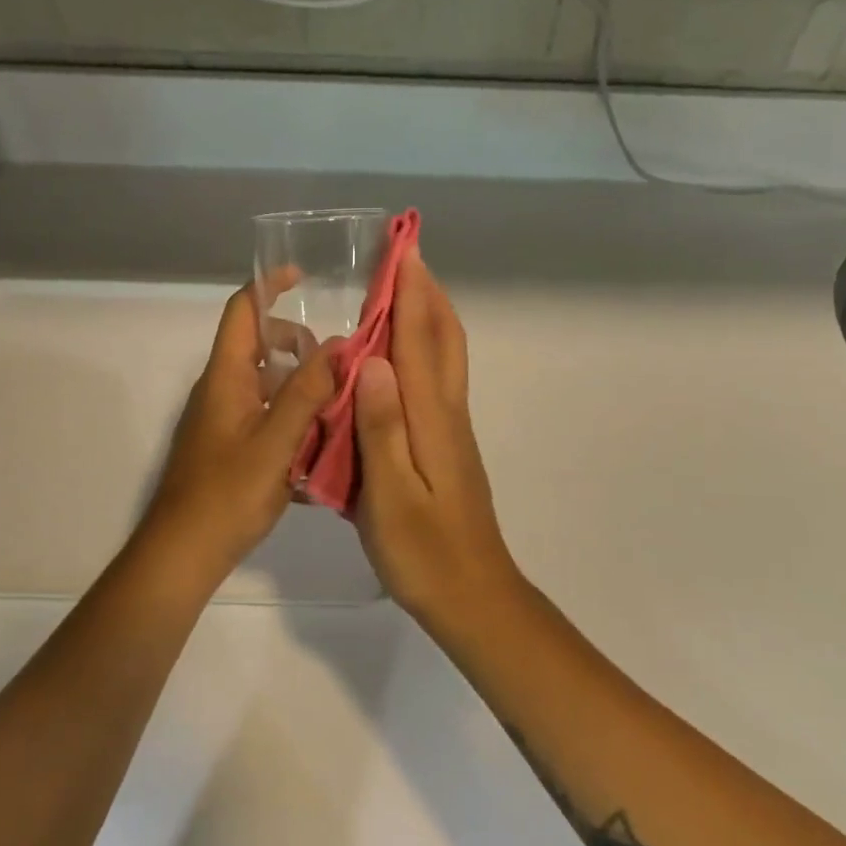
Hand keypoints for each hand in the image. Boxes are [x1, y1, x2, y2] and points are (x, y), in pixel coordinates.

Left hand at [139, 281, 335, 584]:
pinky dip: (293, 420)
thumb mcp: (276, 442)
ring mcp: (225, 419)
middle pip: (262, 346)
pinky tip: (321, 450)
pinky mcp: (230, 447)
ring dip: (303, 388)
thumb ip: (307, 393)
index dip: (269, 286)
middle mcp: (223, 389)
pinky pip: (267, 417)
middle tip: (339, 368)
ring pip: (269, 384)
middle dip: (302, 347)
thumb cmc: (227, 494)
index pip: (243, 310)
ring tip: (340, 410)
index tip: (304, 278)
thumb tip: (339, 346)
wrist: (184, 552)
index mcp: (227, 376)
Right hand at [353, 249, 523, 620]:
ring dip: (430, 315)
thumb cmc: (424, 553)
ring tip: (404, 289)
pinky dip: (425, 349)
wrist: (473, 596)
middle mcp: (447, 414)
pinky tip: (401, 356)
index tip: (402, 249)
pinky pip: (438, 380)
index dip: (410, 293)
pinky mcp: (449, 446)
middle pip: (444, 339)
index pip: (418, 341)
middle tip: (405, 255)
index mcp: (431, 420)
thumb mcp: (390, 497)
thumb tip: (372, 359)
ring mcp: (452, 430)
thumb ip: (381, 428)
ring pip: (446, 357)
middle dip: (427, 292)